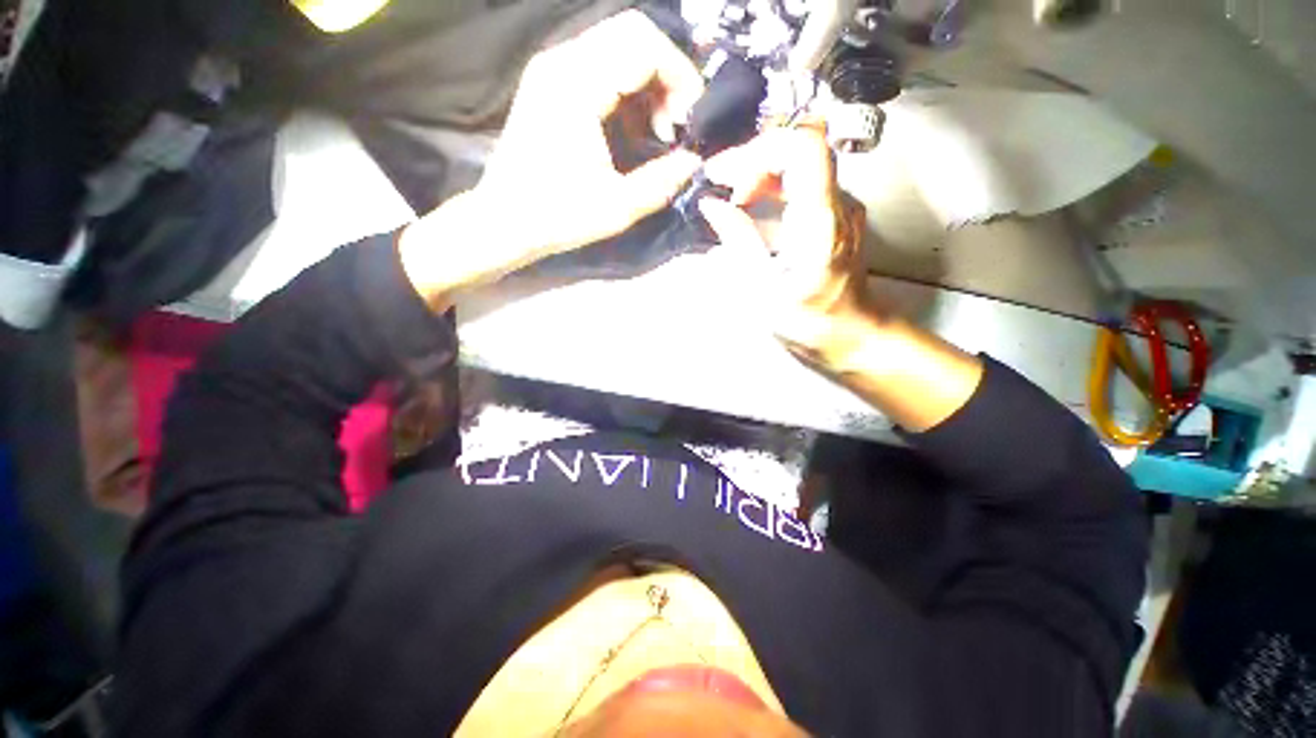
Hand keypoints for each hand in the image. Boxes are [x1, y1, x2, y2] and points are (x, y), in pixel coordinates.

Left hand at [400, 10, 704, 306]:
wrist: (505, 220)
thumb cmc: (558, 216)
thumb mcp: (618, 207)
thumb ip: (662, 181)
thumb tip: (694, 161)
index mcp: (576, 87)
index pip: (644, 44)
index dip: (680, 76)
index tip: (692, 120)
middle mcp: (562, 62)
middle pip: (632, 34)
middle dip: (667, 76)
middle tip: (676, 124)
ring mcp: (552, 69)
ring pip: (618, 46)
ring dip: (648, 83)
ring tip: (657, 132)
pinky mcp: (550, 83)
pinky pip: (600, 64)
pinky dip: (627, 89)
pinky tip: (632, 129)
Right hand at [702, 126, 983, 430]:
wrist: (851, 334)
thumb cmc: (808, 321)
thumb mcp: (763, 289)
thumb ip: (739, 242)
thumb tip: (712, 205)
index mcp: (821, 220)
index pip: (802, 147)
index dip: (759, 152)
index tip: (728, 179)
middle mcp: (838, 203)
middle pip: (798, 147)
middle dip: (752, 160)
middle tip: (720, 185)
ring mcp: (839, 206)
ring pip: (799, 163)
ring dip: (759, 172)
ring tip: (729, 197)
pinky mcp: (834, 215)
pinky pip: (801, 183)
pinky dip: (770, 187)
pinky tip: (748, 208)